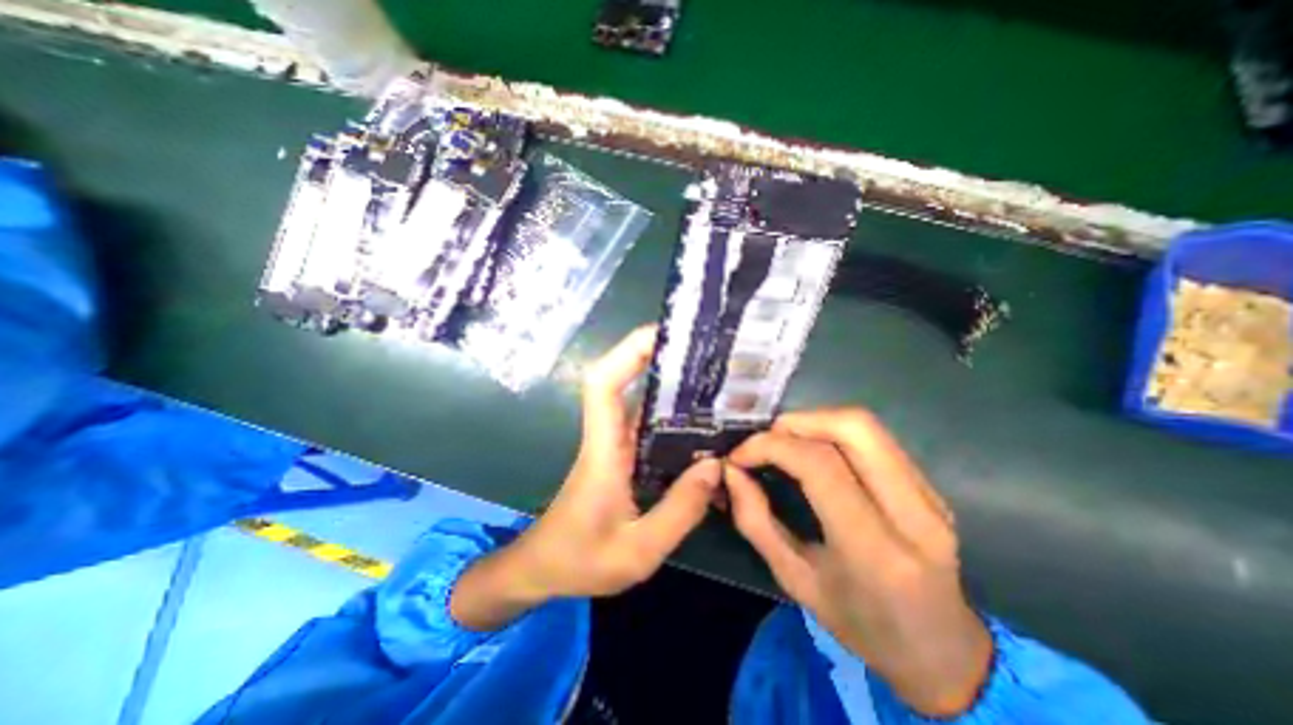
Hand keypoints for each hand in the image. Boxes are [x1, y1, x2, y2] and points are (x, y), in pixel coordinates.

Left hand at [451, 326, 716, 632]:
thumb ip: (679, 512)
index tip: (663, 335)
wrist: (544, 568)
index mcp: (603, 450)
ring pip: (641, 401)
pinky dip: (672, 416)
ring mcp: (616, 445)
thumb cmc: (580, 560)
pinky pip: (650, 426)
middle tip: (703, 354)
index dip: (628, 352)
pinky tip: (703, 425)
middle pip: (624, 381)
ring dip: (669, 385)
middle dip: (658, 358)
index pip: (603, 385)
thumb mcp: (637, 550)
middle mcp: (609, 437)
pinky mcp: (623, 456)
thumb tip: (715, 466)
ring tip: (713, 382)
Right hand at [725, 405, 992, 717]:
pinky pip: (876, 439)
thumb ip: (756, 521)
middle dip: (797, 422)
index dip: (771, 447)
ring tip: (784, 441)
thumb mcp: (794, 581)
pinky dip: (833, 432)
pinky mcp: (931, 487)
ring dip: (815, 422)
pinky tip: (813, 451)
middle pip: (854, 428)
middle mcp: (914, 515)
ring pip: (866, 426)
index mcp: (876, 552)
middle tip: (766, 440)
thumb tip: (732, 472)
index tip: (740, 456)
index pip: (820, 466)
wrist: (943, 654)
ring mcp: (931, 497)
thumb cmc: (860, 624)